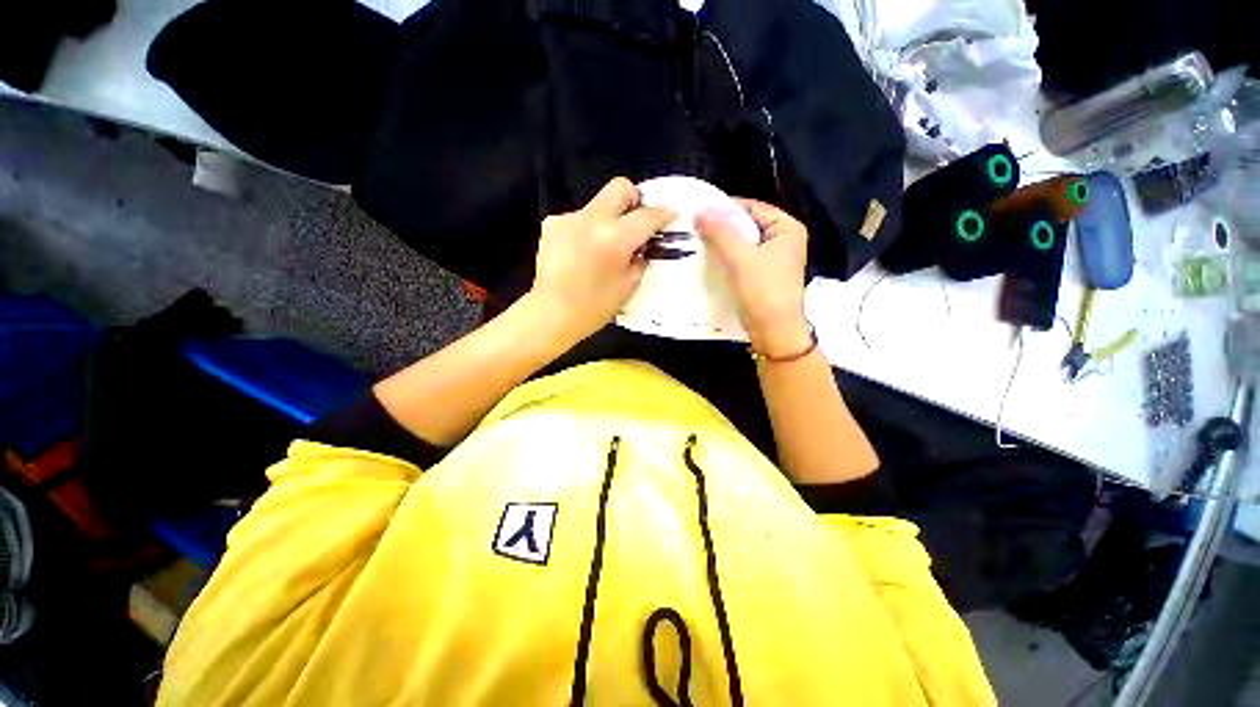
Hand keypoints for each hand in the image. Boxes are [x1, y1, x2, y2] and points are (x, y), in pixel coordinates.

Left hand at [527, 177, 675, 343]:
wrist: (551, 313)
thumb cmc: (594, 307)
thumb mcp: (628, 287)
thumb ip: (640, 261)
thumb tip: (641, 247)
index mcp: (615, 239)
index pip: (646, 216)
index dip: (663, 213)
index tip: (671, 214)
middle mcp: (591, 220)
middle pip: (619, 188)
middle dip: (634, 199)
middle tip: (637, 220)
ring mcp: (568, 219)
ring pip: (598, 205)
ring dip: (608, 219)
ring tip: (604, 246)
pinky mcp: (552, 224)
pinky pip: (579, 218)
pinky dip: (587, 229)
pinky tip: (583, 251)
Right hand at [696, 199, 811, 356]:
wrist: (773, 331)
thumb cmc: (763, 291)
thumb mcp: (741, 259)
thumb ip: (721, 233)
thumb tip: (700, 211)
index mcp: (787, 228)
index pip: (752, 207)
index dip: (726, 207)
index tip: (699, 211)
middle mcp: (783, 240)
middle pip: (747, 225)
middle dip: (722, 226)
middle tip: (695, 227)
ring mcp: (773, 259)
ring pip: (742, 243)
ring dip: (722, 243)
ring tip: (697, 241)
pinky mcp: (762, 275)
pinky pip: (741, 258)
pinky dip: (726, 257)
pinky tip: (708, 259)